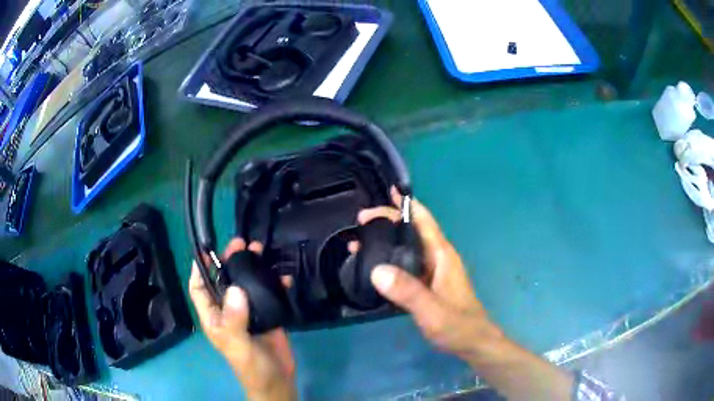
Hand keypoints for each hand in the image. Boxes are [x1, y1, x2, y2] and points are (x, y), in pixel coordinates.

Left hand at [189, 239, 295, 400]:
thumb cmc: (250, 365)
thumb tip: (235, 287)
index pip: (199, 289)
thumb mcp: (237, 344)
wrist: (277, 380)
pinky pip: (269, 293)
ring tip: (260, 249)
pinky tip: (284, 276)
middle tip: (241, 243)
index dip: (199, 270)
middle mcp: (229, 311)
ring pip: (246, 283)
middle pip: (224, 280)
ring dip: (252, 267)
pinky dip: (275, 283)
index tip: (206, 251)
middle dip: (229, 261)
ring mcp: (249, 312)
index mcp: (214, 317)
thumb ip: (234, 319)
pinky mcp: (267, 314)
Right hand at [357, 189, 502, 360]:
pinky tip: (374, 266)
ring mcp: (433, 272)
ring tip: (359, 241)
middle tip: (360, 221)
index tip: (387, 192)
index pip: (424, 222)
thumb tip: (376, 270)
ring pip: (407, 248)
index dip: (407, 205)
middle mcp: (438, 259)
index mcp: (442, 256)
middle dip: (388, 221)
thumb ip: (408, 292)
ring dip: (386, 241)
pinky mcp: (428, 285)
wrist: (473, 343)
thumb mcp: (432, 311)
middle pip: (413, 231)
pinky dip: (389, 260)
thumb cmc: (458, 326)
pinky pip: (406, 265)